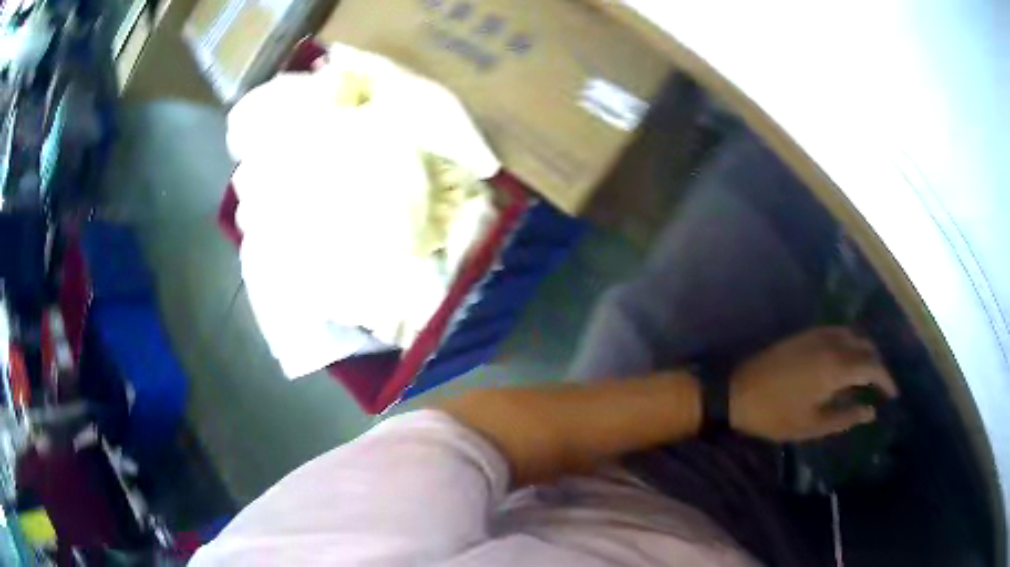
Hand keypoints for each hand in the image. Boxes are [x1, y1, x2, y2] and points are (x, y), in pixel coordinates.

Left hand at [729, 327, 897, 441]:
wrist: (737, 391)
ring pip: (854, 336)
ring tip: (867, 376)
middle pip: (867, 347)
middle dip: (878, 365)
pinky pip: (838, 332)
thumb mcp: (812, 426)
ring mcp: (818, 334)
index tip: (893, 395)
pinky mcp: (806, 333)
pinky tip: (847, 361)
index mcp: (836, 367)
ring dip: (865, 352)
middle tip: (881, 387)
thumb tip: (871, 411)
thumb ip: (845, 417)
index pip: (873, 366)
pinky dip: (850, 343)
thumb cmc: (775, 415)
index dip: (886, 380)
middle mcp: (832, 343)